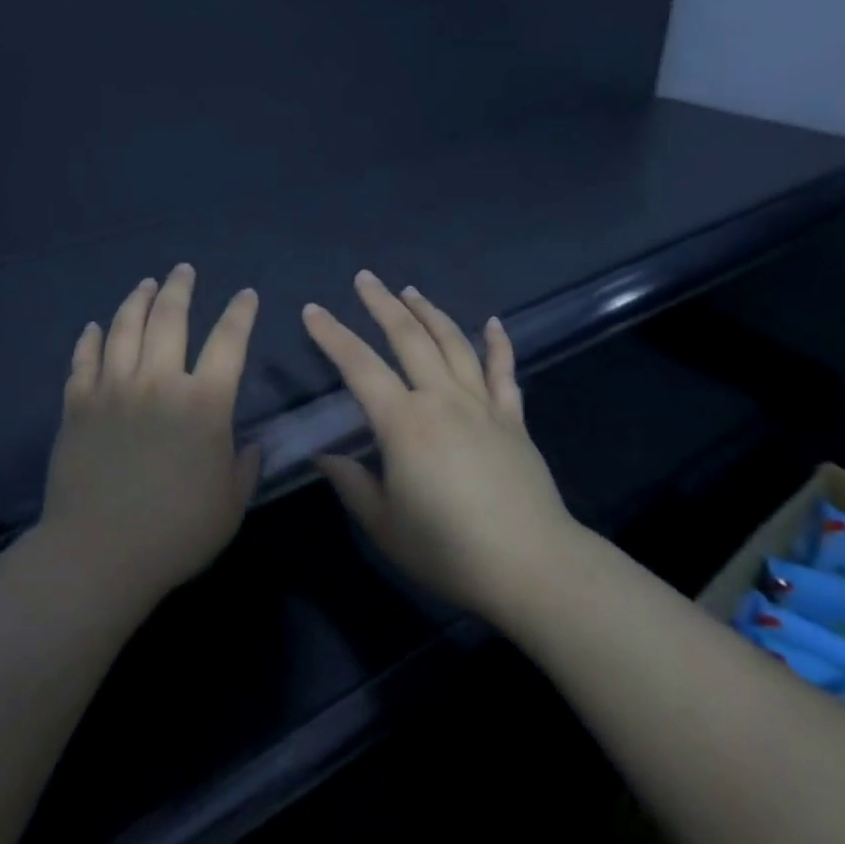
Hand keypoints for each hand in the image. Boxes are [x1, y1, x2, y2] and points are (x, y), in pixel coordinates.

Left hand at [41, 265, 260, 610]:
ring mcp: (112, 389)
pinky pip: (83, 360)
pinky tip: (95, 327)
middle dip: (180, 288)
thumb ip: (245, 468)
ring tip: (146, 284)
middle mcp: (158, 382)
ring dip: (137, 300)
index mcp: (204, 403)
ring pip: (124, 328)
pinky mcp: (77, 405)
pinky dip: (91, 339)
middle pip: (169, 319)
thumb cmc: (176, 533)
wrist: (99, 553)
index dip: (240, 313)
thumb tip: (250, 445)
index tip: (246, 295)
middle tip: (184, 270)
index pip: (228, 342)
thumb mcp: (230, 505)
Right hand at [302, 272, 573, 619]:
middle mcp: (442, 399)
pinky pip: (503, 371)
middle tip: (365, 278)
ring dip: (430, 312)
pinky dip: (498, 343)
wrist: (531, 566)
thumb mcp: (384, 525)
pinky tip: (493, 322)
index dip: (333, 335)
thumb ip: (351, 484)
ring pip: (453, 343)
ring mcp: (482, 405)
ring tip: (410, 290)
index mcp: (404, 423)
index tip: (312, 310)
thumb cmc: (448, 549)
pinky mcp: (512, 419)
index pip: (359, 366)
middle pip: (409, 338)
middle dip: (383, 304)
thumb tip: (323, 456)